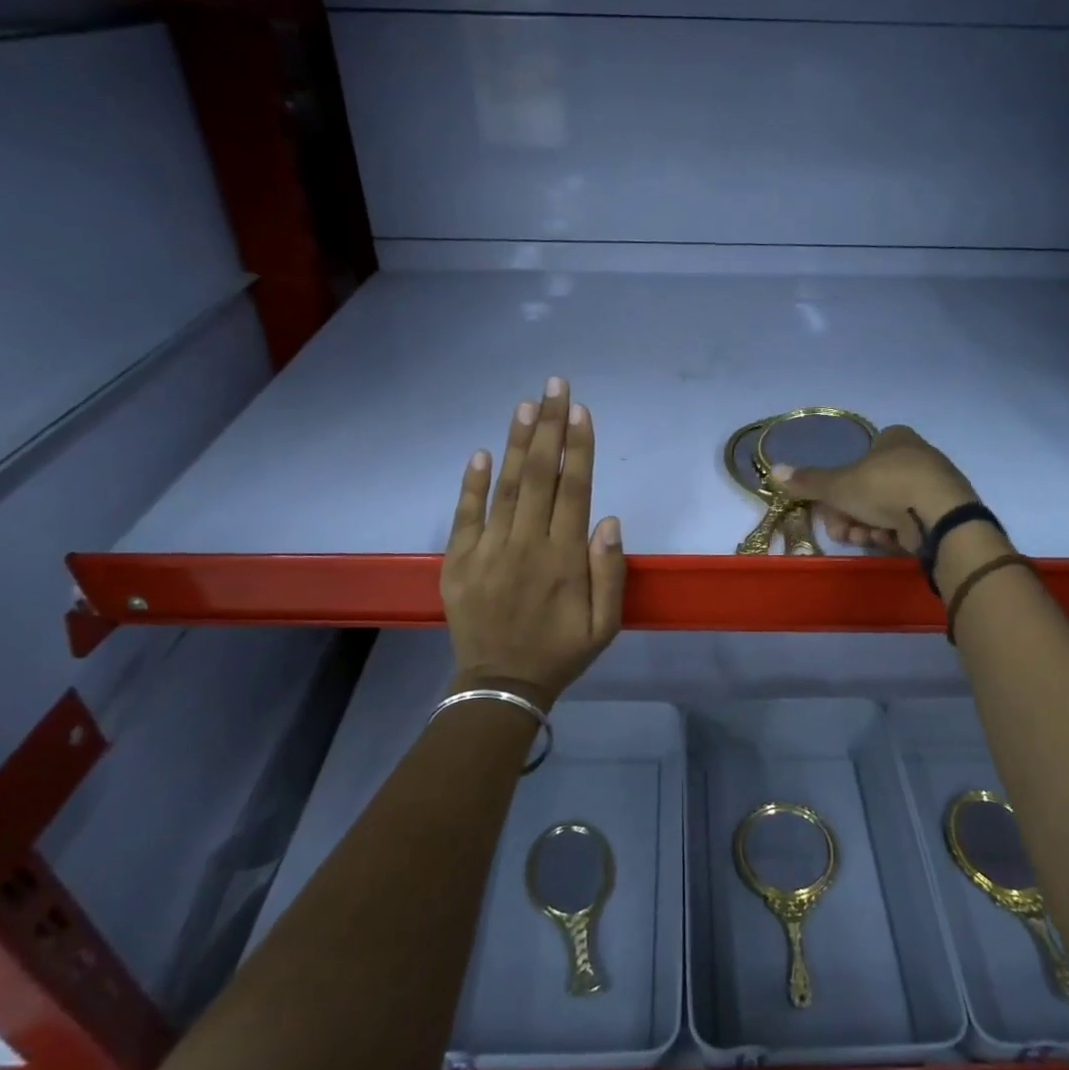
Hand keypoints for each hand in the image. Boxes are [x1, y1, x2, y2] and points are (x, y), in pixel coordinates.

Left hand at [441, 377, 625, 707]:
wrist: (501, 684)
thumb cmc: (560, 652)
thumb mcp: (605, 626)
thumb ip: (610, 574)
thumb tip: (609, 520)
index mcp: (564, 559)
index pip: (574, 491)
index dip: (578, 448)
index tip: (580, 410)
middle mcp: (526, 546)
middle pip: (540, 477)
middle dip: (549, 427)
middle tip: (554, 385)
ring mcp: (488, 551)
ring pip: (506, 487)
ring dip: (517, 443)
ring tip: (526, 404)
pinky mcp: (458, 561)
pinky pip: (466, 515)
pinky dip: (472, 483)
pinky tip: (481, 452)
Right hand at [770, 425, 977, 553]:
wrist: (940, 516)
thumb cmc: (886, 487)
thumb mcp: (839, 485)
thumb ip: (808, 481)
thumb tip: (773, 470)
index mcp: (895, 438)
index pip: (862, 456)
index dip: (842, 484)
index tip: (831, 506)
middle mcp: (917, 456)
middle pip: (871, 488)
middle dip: (852, 513)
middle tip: (842, 530)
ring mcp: (933, 486)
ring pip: (888, 508)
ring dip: (869, 526)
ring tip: (866, 539)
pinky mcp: (944, 513)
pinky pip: (909, 522)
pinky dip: (894, 534)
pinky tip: (888, 543)